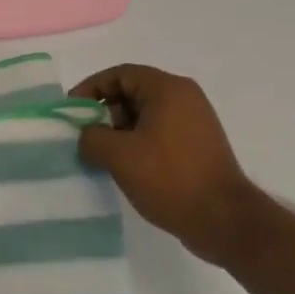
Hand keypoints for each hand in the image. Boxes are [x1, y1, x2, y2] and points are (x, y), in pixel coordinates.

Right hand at [72, 64, 260, 267]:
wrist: (223, 220)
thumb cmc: (169, 178)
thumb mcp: (118, 155)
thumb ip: (91, 137)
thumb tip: (87, 136)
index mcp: (168, 90)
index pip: (120, 74)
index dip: (90, 88)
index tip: (71, 111)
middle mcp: (185, 98)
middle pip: (133, 92)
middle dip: (104, 111)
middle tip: (85, 136)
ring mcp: (194, 122)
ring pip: (145, 115)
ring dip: (119, 130)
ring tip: (101, 155)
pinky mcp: (197, 146)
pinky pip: (158, 132)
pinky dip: (137, 143)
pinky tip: (125, 167)